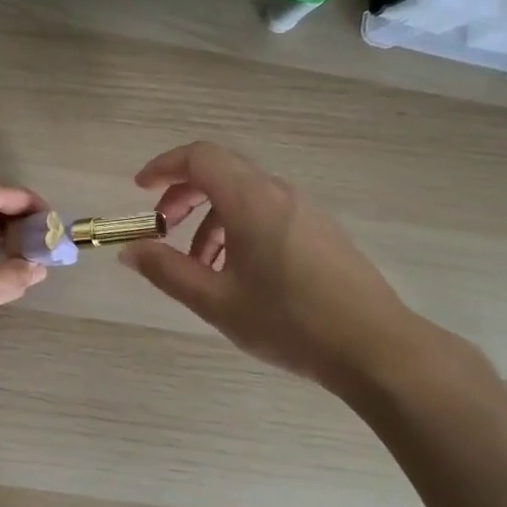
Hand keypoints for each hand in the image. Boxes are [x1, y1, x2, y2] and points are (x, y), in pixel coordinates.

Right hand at [119, 141, 427, 397]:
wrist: (376, 348)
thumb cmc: (289, 322)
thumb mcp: (216, 301)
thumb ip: (167, 271)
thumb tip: (130, 251)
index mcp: (252, 201)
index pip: (200, 157)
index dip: (164, 167)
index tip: (140, 190)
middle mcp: (279, 193)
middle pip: (220, 172)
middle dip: (183, 196)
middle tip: (163, 230)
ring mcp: (304, 210)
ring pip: (243, 196)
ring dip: (210, 220)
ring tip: (199, 267)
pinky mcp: (320, 230)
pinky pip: (266, 213)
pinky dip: (237, 230)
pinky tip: (236, 275)